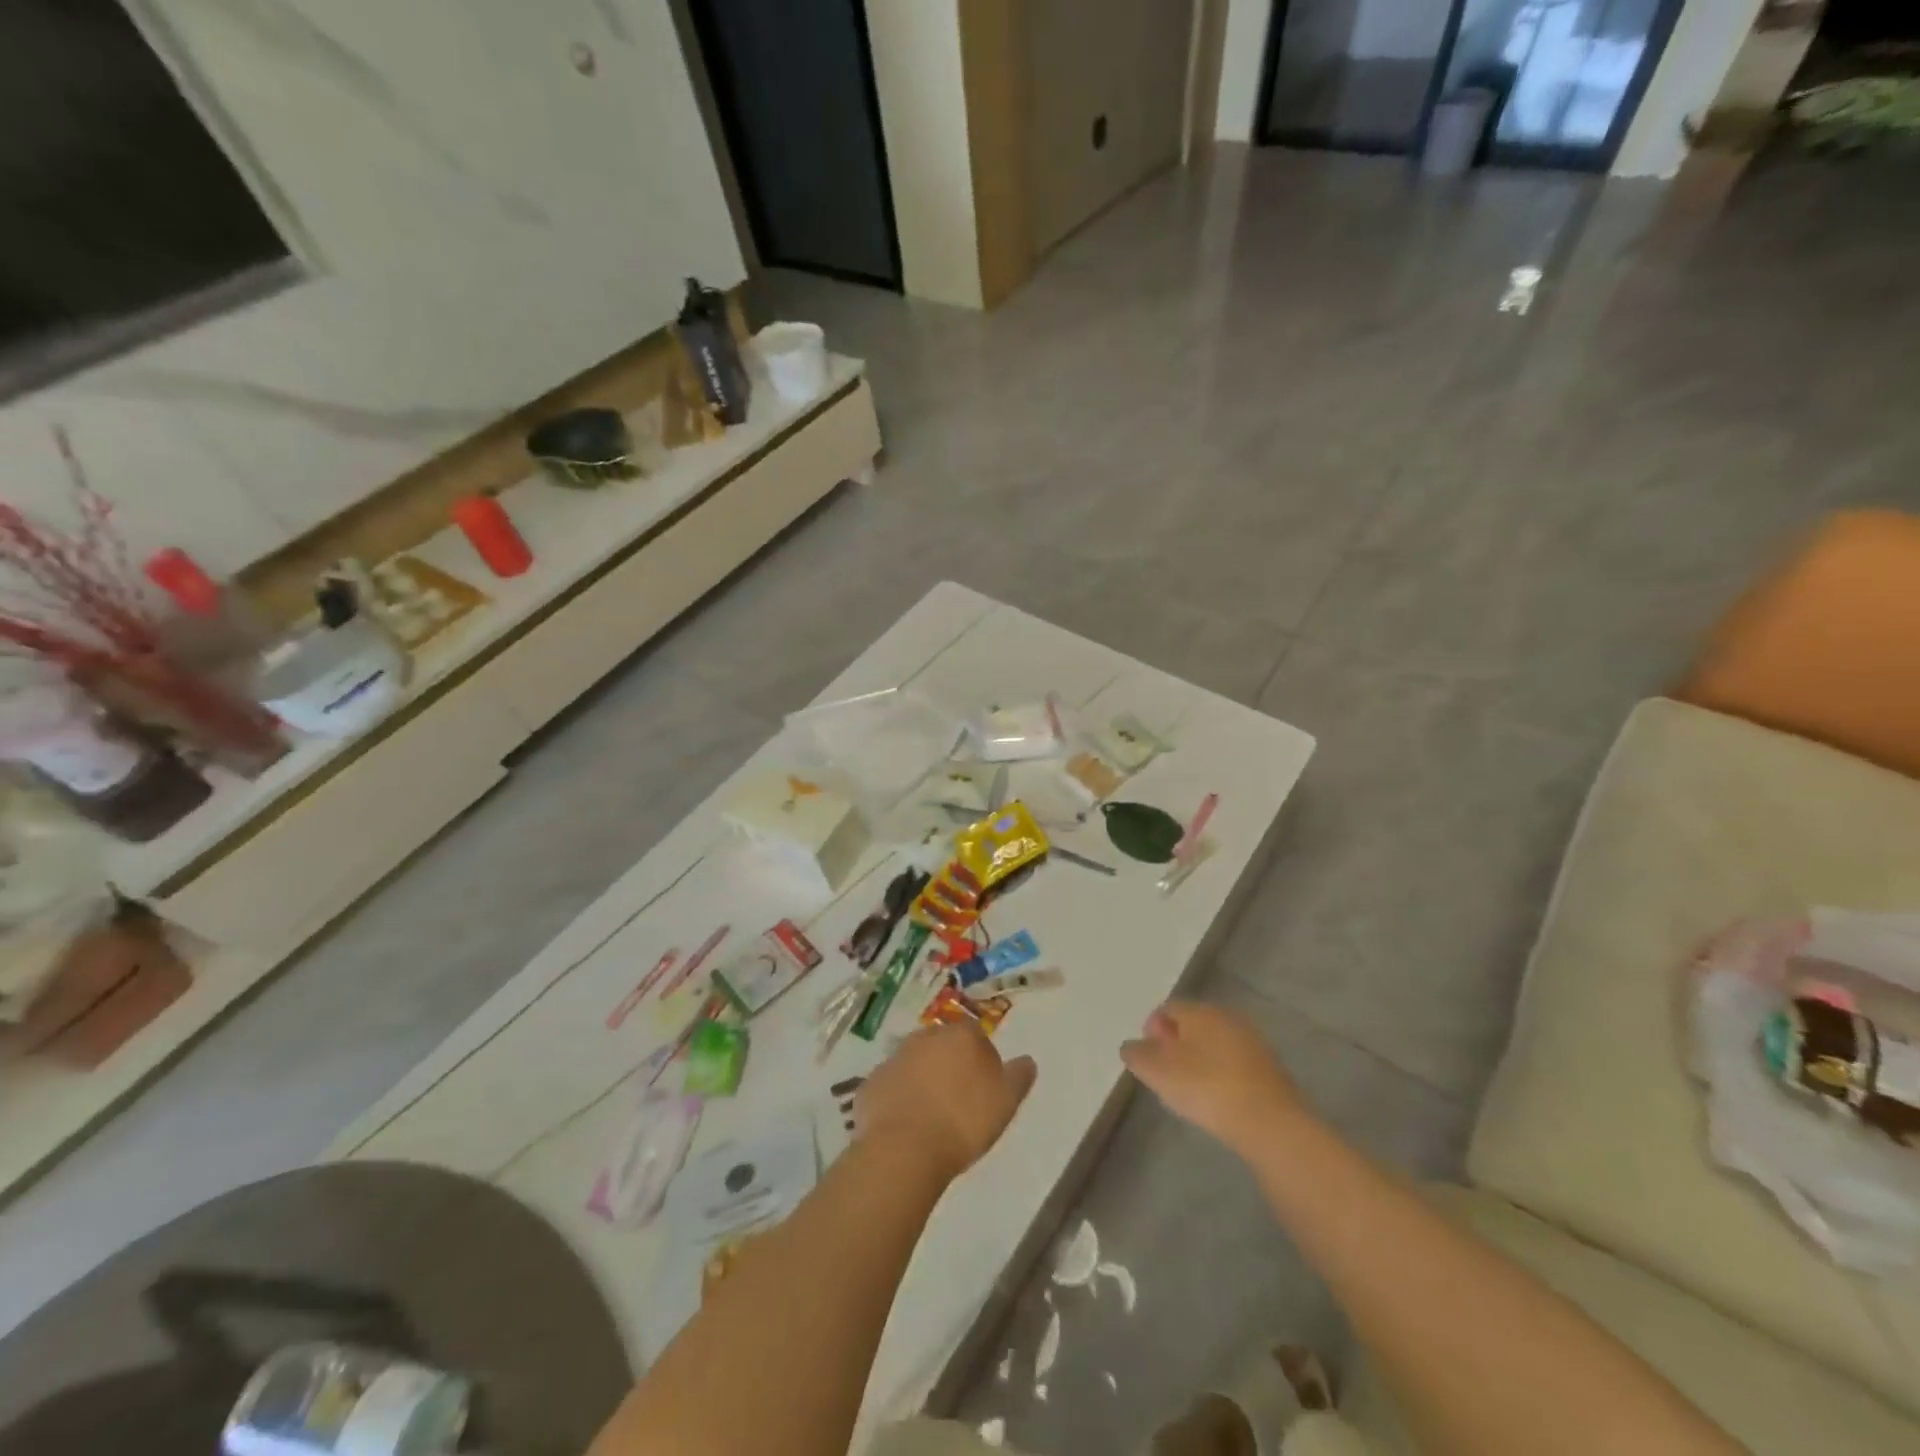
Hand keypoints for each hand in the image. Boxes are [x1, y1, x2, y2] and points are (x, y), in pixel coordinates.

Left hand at [856, 1023, 1036, 1182]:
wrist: (904, 1150)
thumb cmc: (963, 1122)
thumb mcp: (1006, 1102)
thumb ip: (1018, 1077)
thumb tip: (1027, 1060)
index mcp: (960, 1036)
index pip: (975, 1034)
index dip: (981, 1058)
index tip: (984, 1086)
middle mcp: (925, 1037)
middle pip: (942, 1044)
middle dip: (949, 1063)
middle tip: (958, 1099)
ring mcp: (894, 1058)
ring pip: (914, 1063)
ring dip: (922, 1079)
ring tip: (931, 1115)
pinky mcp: (871, 1082)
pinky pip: (891, 1086)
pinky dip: (898, 1098)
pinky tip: (905, 1124)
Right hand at [1122, 1002, 1301, 1154]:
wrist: (1270, 1123)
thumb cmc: (1206, 1088)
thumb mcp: (1157, 1071)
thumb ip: (1137, 1054)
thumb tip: (1132, 1046)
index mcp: (1200, 1010)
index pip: (1168, 1008)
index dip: (1151, 1030)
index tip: (1147, 1059)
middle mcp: (1227, 1017)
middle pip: (1193, 1024)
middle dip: (1176, 1044)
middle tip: (1165, 1074)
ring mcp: (1253, 1042)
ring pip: (1215, 1044)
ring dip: (1199, 1060)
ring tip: (1191, 1090)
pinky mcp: (1270, 1069)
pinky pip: (1234, 1064)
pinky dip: (1221, 1075)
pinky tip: (1218, 1100)